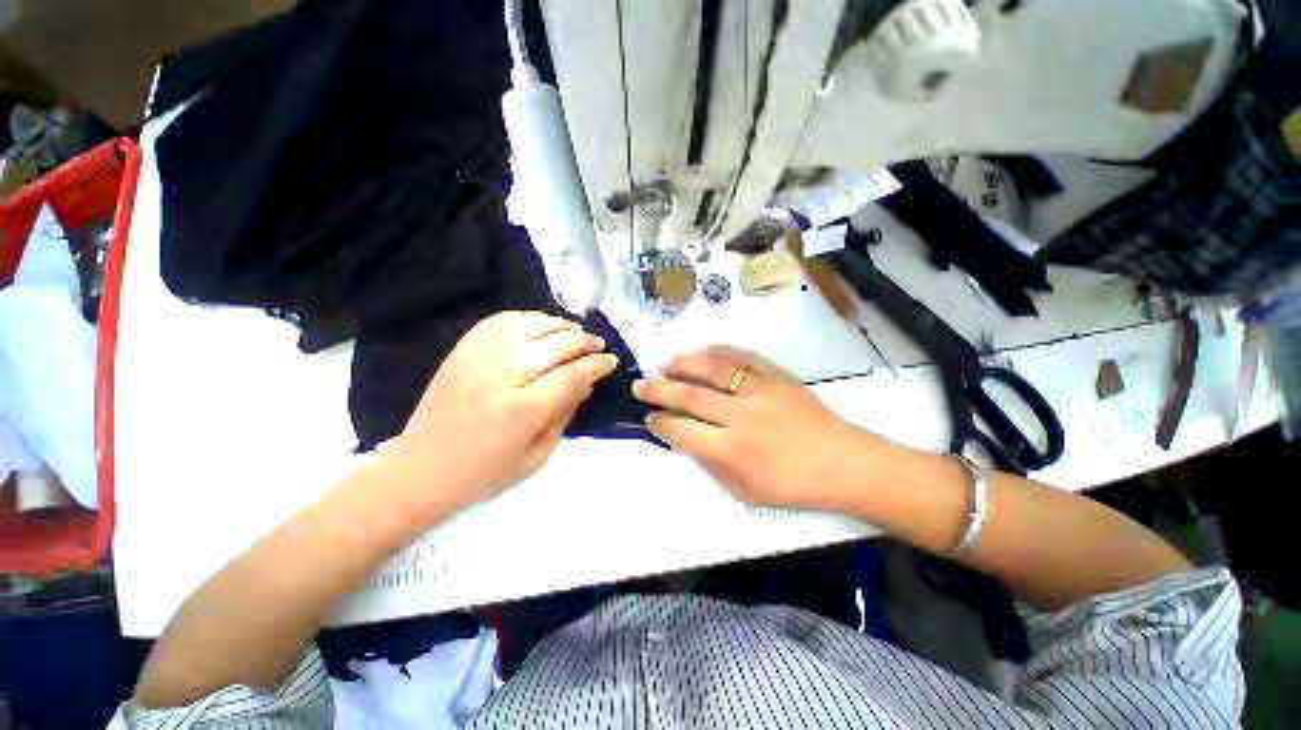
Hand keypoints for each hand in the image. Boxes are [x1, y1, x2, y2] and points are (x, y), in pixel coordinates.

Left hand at [389, 311, 617, 510]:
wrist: (420, 469)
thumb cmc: (485, 473)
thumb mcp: (538, 456)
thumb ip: (565, 415)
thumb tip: (587, 383)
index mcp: (522, 411)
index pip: (572, 375)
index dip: (596, 365)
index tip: (611, 361)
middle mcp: (501, 377)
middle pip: (555, 345)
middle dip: (584, 342)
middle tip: (597, 345)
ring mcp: (477, 359)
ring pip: (530, 326)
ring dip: (559, 325)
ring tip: (574, 331)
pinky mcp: (461, 351)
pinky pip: (500, 321)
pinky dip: (526, 318)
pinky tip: (540, 325)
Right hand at [632, 346, 877, 510]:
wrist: (845, 463)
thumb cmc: (794, 487)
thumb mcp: (746, 492)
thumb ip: (711, 465)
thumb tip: (686, 441)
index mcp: (732, 450)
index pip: (683, 430)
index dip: (661, 422)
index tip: (650, 417)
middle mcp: (740, 416)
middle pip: (689, 396)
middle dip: (659, 390)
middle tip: (640, 385)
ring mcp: (759, 390)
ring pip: (712, 370)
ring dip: (683, 364)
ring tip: (664, 363)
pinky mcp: (776, 376)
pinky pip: (740, 357)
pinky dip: (716, 352)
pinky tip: (701, 352)